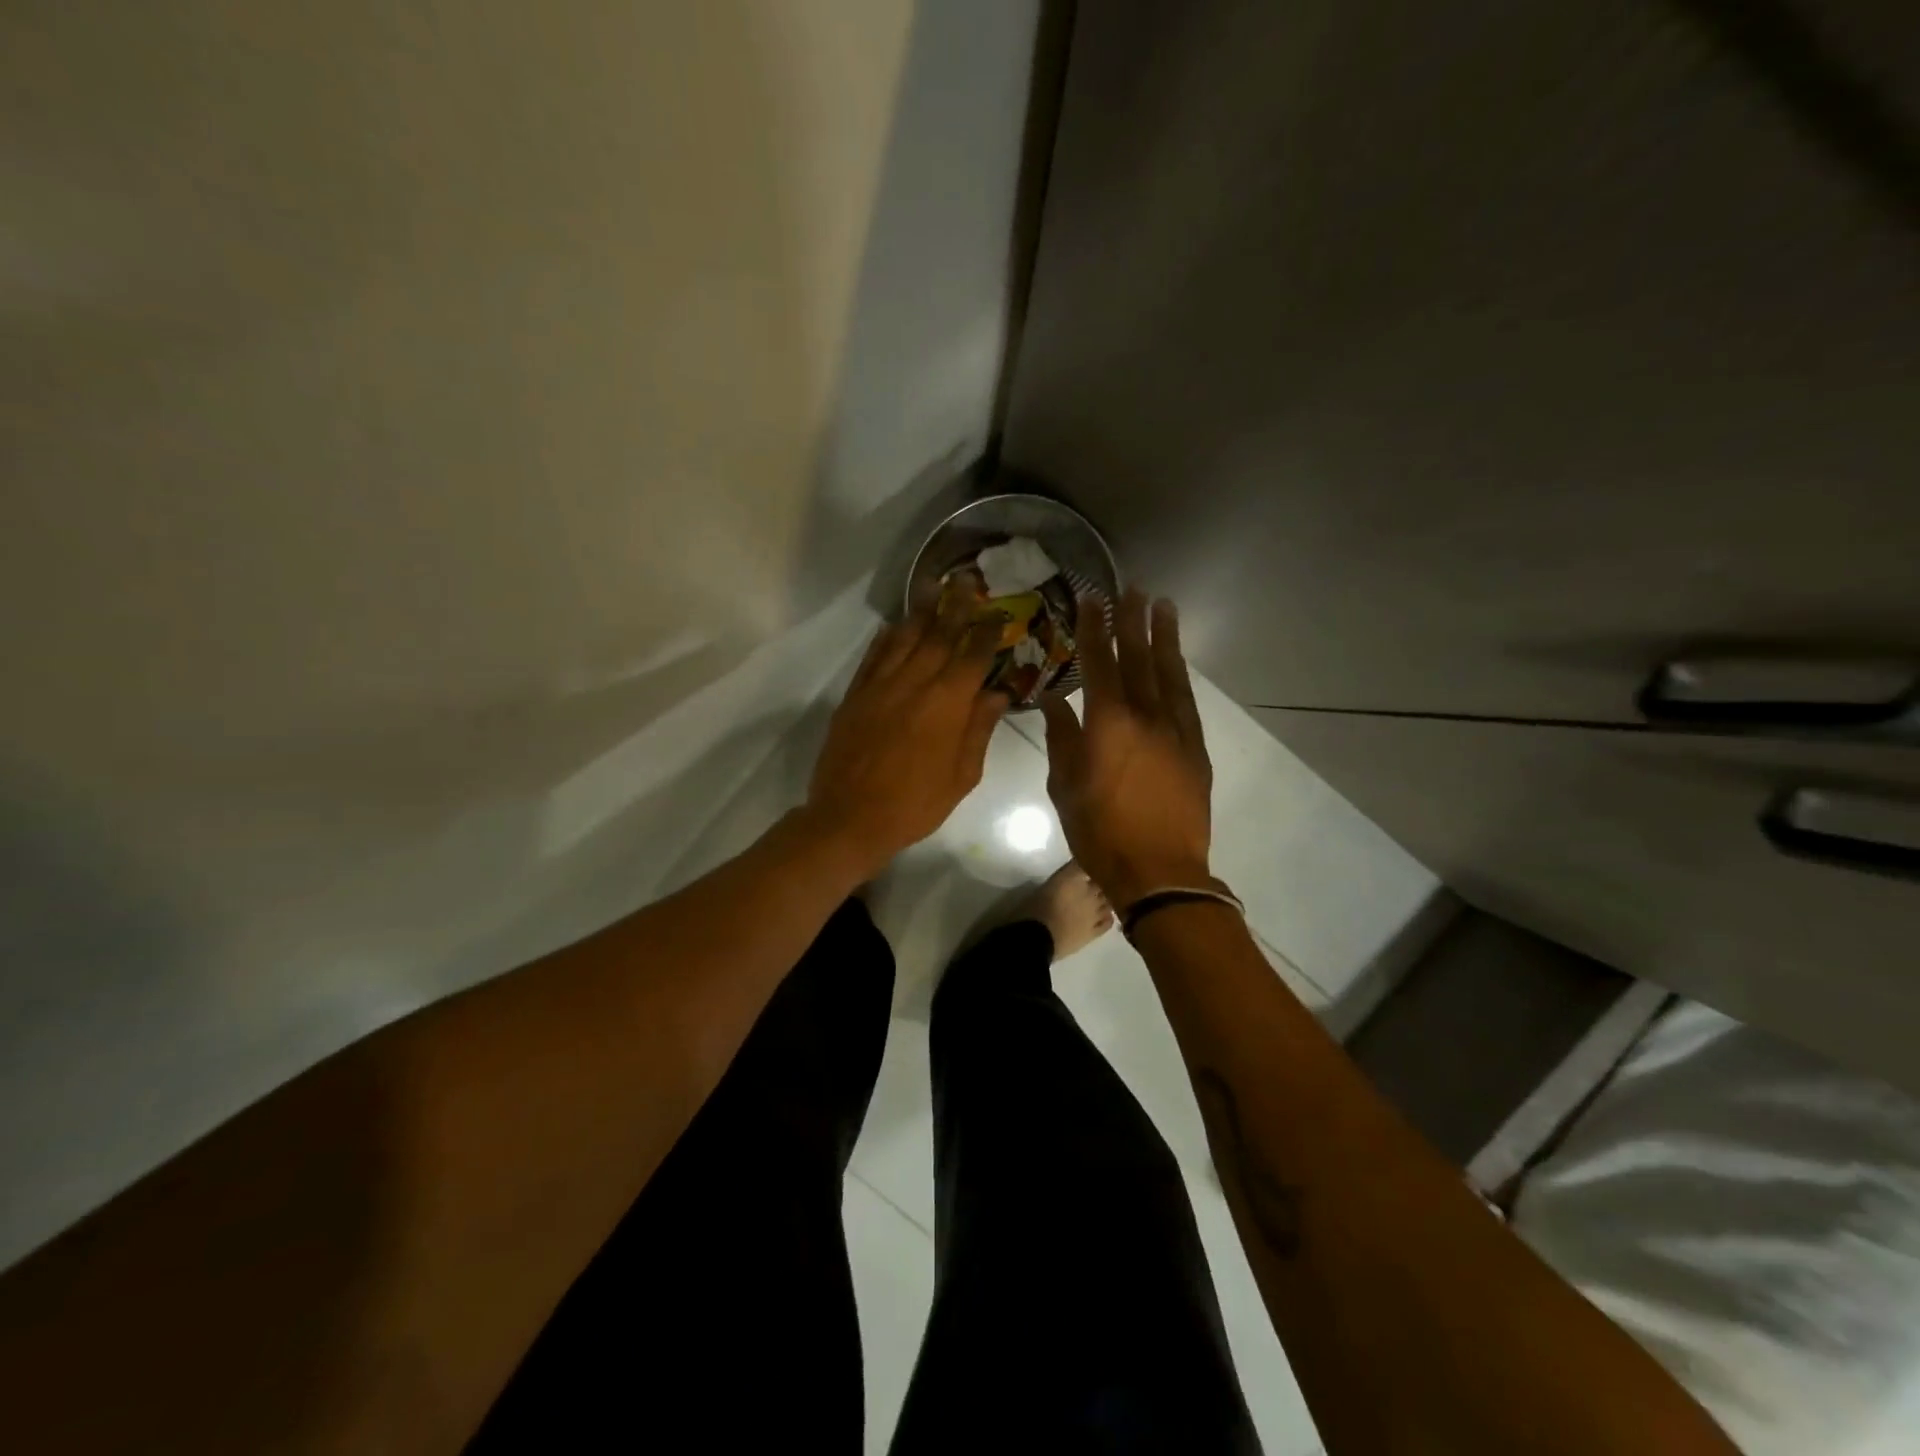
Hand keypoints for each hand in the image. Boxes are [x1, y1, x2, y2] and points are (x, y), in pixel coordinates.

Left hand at [804, 597, 1007, 877]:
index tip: (998, 613)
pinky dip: (887, 637)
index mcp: (948, 703)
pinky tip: (895, 625)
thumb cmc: (916, 803)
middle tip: (967, 581)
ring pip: (904, 637)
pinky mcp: (855, 694)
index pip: (972, 655)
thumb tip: (998, 693)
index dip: (987, 631)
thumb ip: (980, 729)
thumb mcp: (962, 775)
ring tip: (933, 588)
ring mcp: (880, 685)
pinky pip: (873, 655)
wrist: (850, 817)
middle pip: (939, 634)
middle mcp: (915, 682)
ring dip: (921, 611)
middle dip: (956, 607)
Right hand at [1041, 590, 1212, 908]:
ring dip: (1164, 637)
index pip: (1098, 662)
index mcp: (1107, 723)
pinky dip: (1179, 674)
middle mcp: (1145, 715)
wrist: (1160, 870)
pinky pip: (1187, 700)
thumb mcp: (1065, 787)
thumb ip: (1062, 739)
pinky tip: (1177, 660)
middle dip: (1132, 620)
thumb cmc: (1100, 831)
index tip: (1091, 598)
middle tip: (1133, 587)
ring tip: (1163, 606)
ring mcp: (1176, 730)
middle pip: (1138, 657)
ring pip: (1169, 672)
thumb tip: (1055, 701)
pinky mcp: (1195, 748)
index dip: (1093, 628)